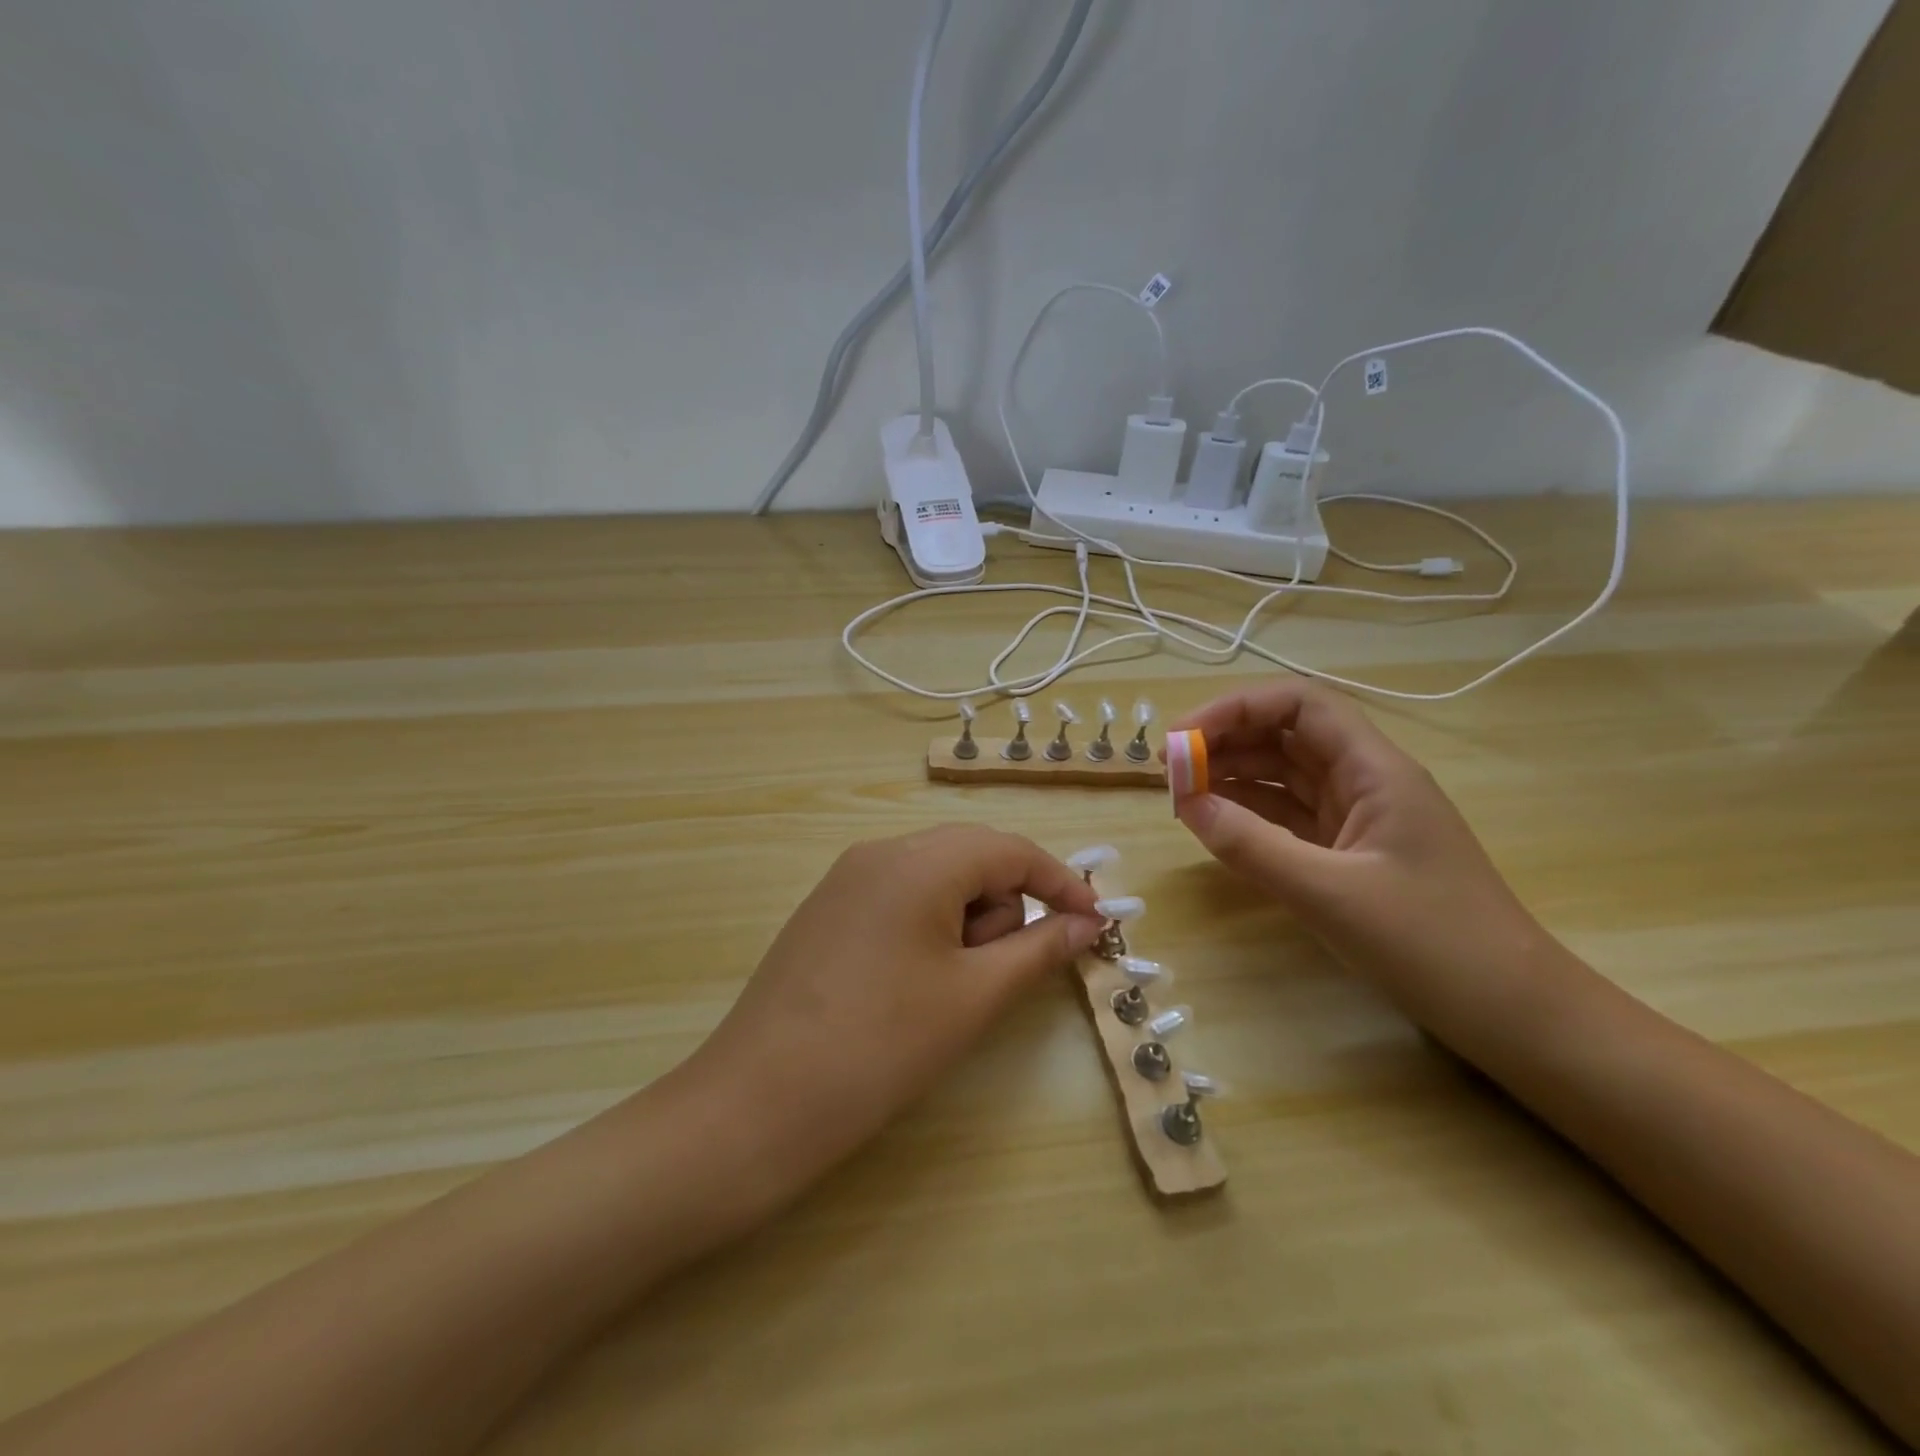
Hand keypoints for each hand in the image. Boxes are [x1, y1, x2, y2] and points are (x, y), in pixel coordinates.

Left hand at [679, 824, 1104, 1211]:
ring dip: (965, 923)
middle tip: (996, 976)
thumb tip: (1087, 924)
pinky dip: (929, 930)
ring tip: (946, 992)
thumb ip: (1039, 949)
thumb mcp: (974, 997)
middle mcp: (879, 853)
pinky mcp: (827, 911)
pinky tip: (912, 986)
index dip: (1060, 884)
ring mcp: (846, 880)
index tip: (1096, 925)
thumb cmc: (881, 1046)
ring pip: (936, 880)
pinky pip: (900, 900)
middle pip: (971, 858)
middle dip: (1004, 908)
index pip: (1010, 849)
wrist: (756, 1105)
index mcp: (918, 860)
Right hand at [1170, 682, 1559, 1029]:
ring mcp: (1357, 818)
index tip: (1183, 736)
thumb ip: (1252, 845)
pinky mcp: (1348, 853)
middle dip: (1225, 741)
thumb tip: (1186, 804)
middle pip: (1285, 735)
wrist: (1511, 1013)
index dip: (1236, 708)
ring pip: (1283, 776)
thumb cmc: (1432, 943)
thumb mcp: (1329, 893)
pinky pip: (1287, 817)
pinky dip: (1248, 813)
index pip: (1299, 705)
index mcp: (1374, 770)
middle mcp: (1364, 781)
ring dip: (1231, 776)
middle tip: (1169, 768)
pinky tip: (1214, 821)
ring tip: (1180, 792)